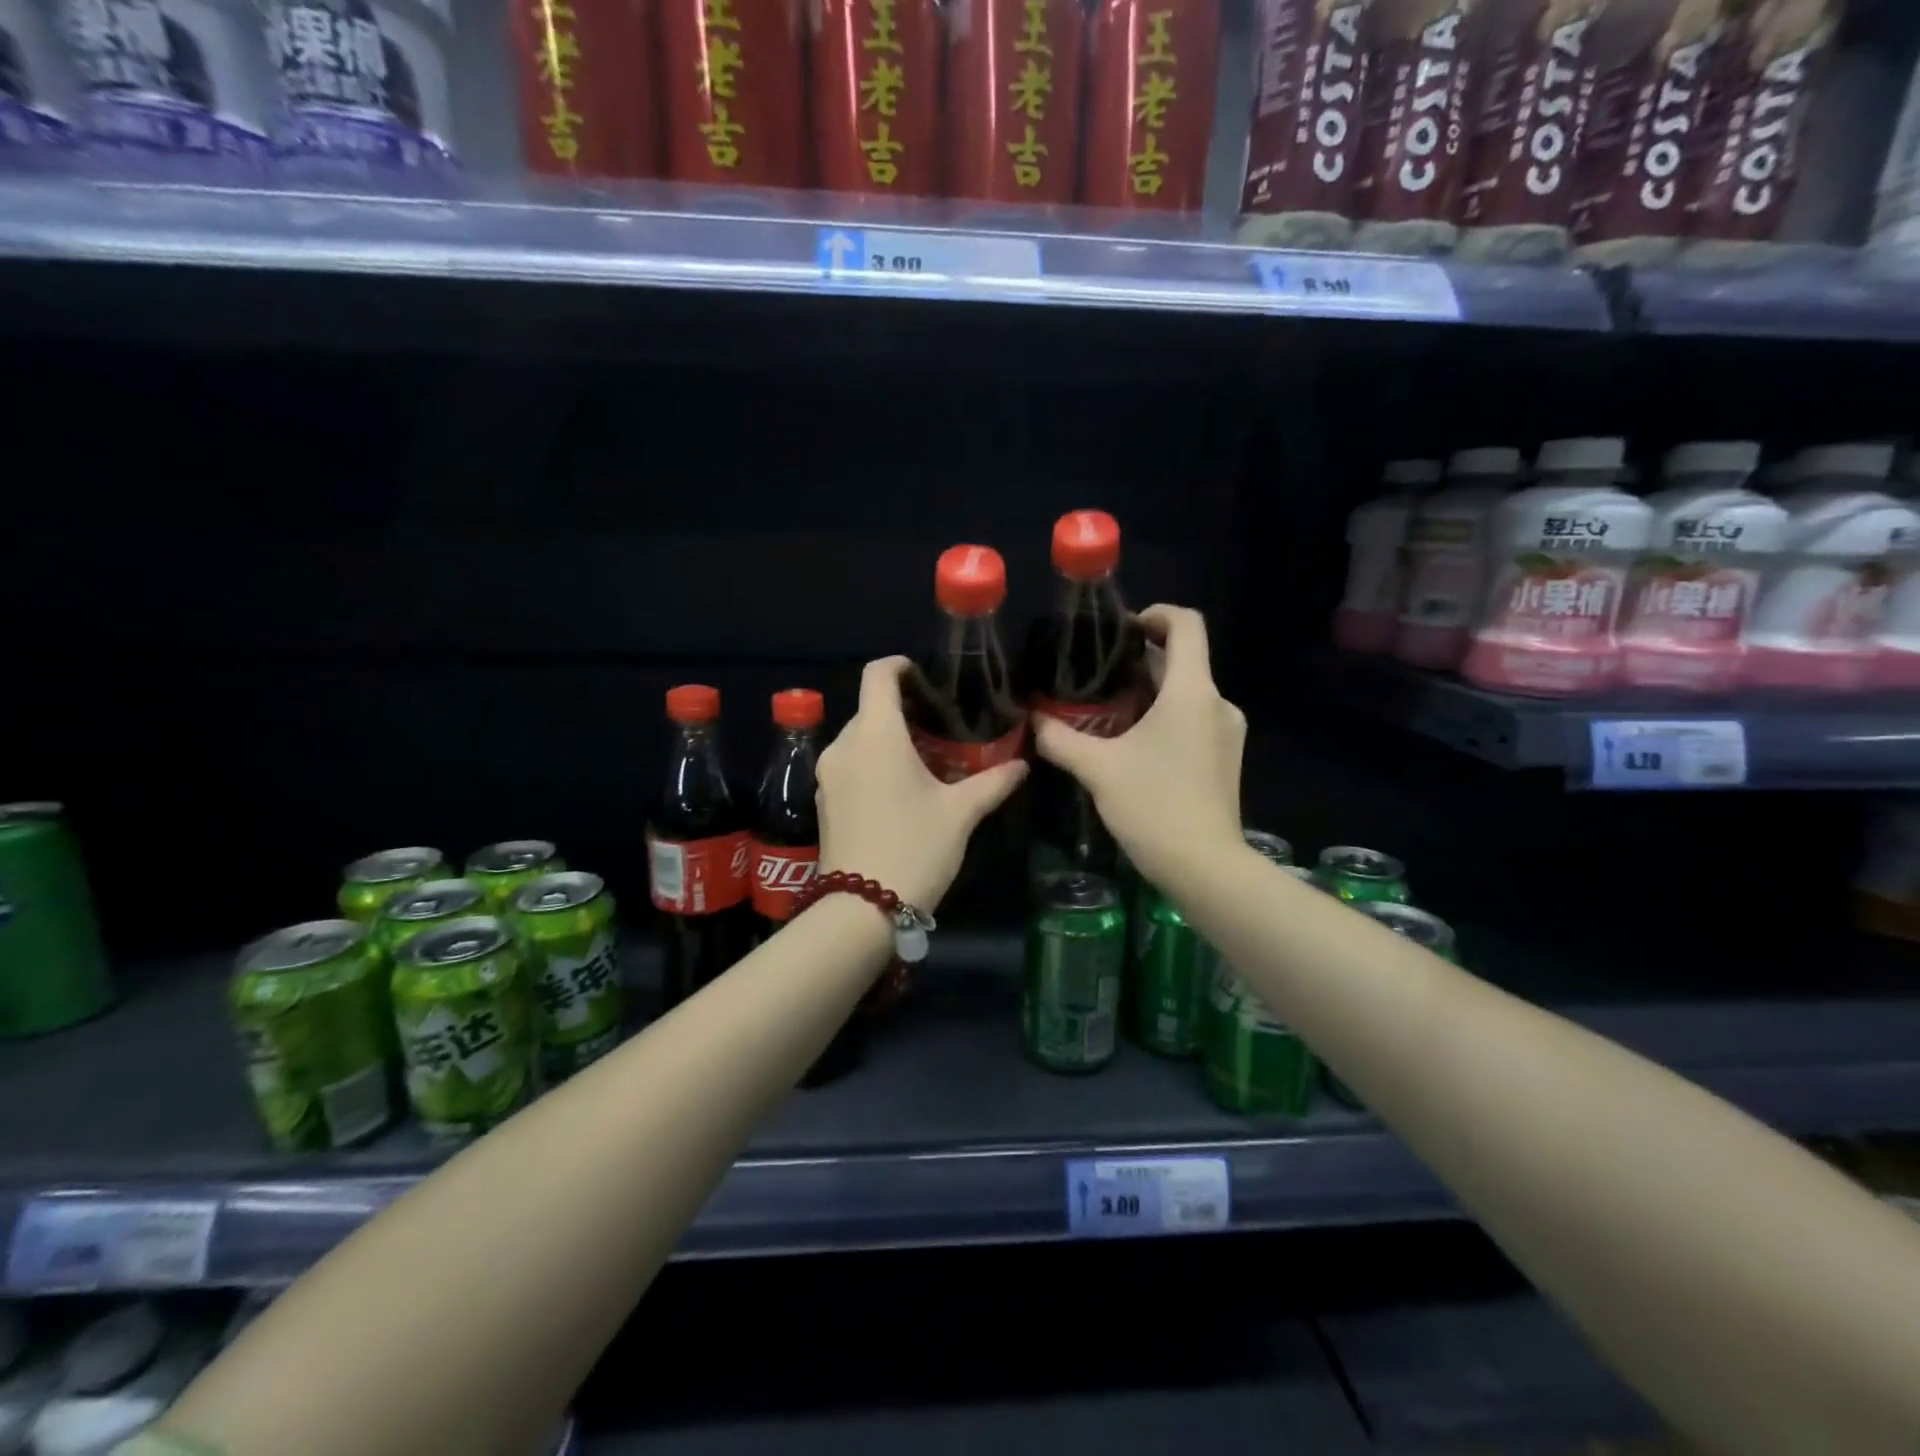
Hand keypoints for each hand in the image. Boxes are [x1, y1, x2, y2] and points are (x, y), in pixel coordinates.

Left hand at [815, 657, 1028, 911]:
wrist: (861, 909)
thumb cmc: (915, 848)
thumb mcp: (960, 814)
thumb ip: (993, 782)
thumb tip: (1022, 765)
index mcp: (876, 736)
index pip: (878, 676)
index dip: (900, 666)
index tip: (924, 676)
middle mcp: (844, 746)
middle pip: (870, 709)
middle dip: (902, 711)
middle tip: (938, 727)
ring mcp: (828, 775)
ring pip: (858, 739)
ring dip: (886, 740)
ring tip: (922, 759)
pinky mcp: (823, 800)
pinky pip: (848, 765)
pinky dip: (871, 764)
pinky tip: (897, 789)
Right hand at [1032, 605, 1245, 894]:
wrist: (1205, 867)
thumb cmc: (1154, 806)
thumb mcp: (1098, 769)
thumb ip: (1060, 739)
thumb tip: (1033, 720)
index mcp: (1192, 692)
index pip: (1186, 625)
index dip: (1155, 614)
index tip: (1121, 630)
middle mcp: (1217, 703)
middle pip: (1182, 660)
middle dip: (1140, 660)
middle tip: (1095, 675)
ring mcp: (1227, 732)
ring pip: (1187, 693)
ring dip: (1150, 692)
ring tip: (1106, 710)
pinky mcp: (1226, 758)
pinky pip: (1194, 719)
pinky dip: (1165, 717)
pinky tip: (1133, 744)